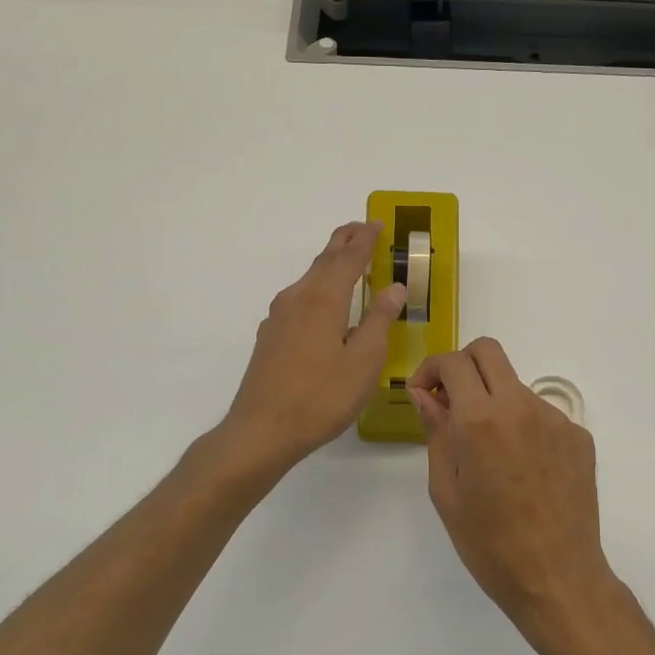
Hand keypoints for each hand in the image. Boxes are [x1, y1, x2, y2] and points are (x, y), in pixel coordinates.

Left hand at [219, 222, 406, 474]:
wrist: (262, 430)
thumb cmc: (321, 397)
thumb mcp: (364, 361)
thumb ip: (378, 320)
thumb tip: (393, 288)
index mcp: (323, 299)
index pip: (348, 259)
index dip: (365, 241)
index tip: (377, 224)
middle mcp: (297, 299)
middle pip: (324, 261)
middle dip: (344, 242)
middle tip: (362, 228)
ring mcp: (279, 317)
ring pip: (309, 279)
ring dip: (330, 264)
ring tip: (347, 259)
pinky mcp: (270, 336)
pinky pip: (299, 298)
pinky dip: (317, 287)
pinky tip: (322, 304)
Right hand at [409, 338, 615, 641]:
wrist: (558, 578)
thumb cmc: (490, 543)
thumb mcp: (446, 491)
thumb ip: (436, 432)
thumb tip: (426, 395)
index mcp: (481, 419)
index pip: (453, 362)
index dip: (430, 369)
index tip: (423, 394)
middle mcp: (520, 406)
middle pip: (488, 352)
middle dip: (462, 366)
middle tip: (451, 401)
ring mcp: (555, 419)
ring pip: (515, 385)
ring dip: (493, 399)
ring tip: (488, 451)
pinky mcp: (578, 436)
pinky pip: (541, 414)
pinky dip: (522, 425)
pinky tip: (521, 468)